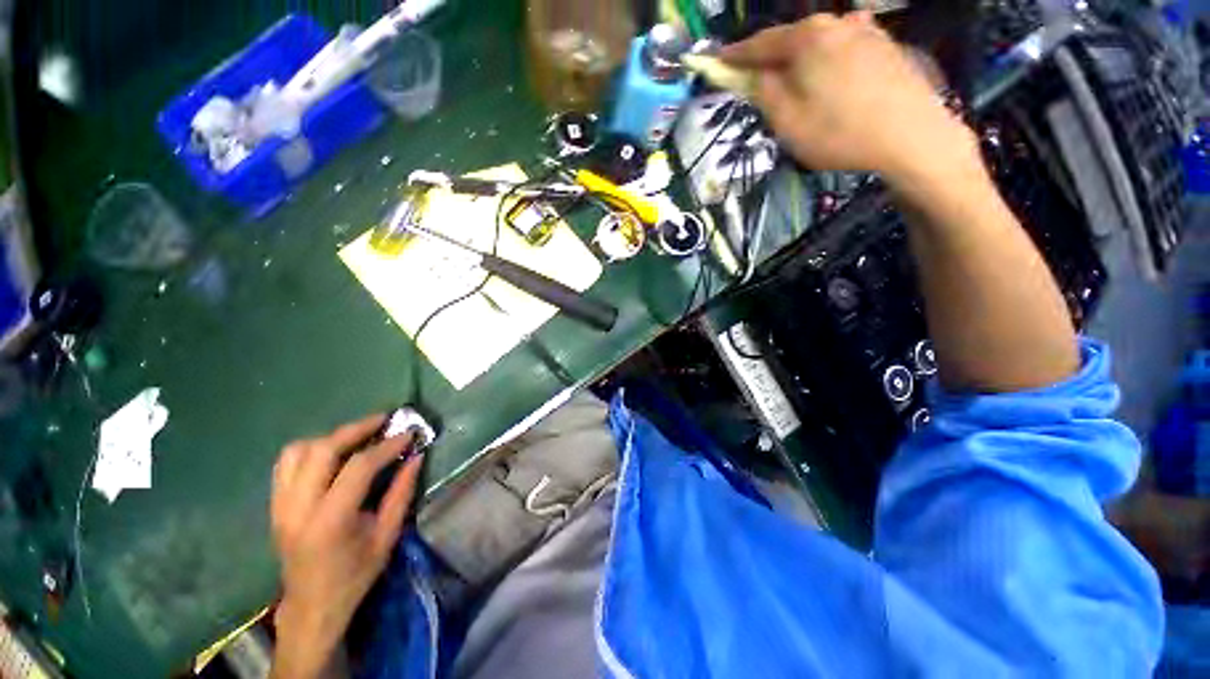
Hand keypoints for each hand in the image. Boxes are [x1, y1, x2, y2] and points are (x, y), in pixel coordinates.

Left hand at [270, 414, 422, 677]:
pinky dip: (310, 449)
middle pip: (321, 450)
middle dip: (356, 429)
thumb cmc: (355, 575)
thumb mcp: (388, 536)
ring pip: (297, 451)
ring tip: (357, 436)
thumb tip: (416, 457)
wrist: (312, 605)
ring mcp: (280, 506)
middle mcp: (298, 508)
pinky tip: (332, 452)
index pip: (358, 467)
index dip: (386, 445)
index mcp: (330, 521)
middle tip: (383, 420)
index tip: (409, 434)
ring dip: (331, 437)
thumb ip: (401, 493)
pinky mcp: (274, 505)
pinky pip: (285, 463)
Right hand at [721, 13, 980, 186]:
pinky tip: (831, 83)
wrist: (912, 136)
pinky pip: (842, 52)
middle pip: (791, 41)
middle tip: (758, 85)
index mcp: (807, 37)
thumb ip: (763, 92)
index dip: (735, 56)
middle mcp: (836, 23)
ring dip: (800, 64)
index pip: (759, 43)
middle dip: (771, 61)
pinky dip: (826, 65)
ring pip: (818, 46)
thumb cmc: (839, 131)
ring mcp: (865, 31)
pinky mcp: (885, 47)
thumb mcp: (786, 120)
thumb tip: (755, 75)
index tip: (717, 63)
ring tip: (798, 90)